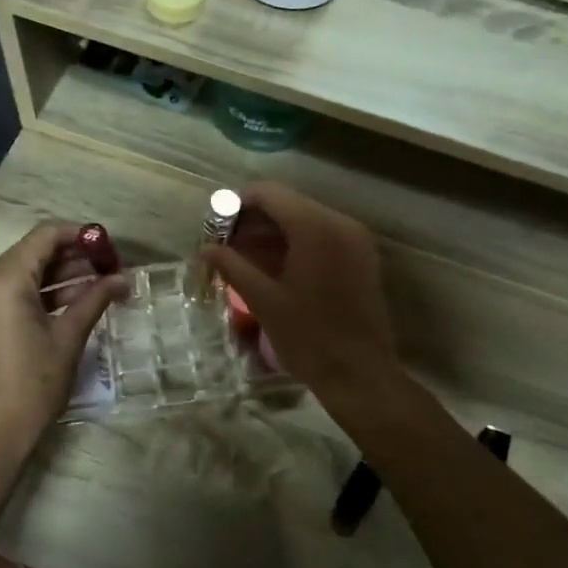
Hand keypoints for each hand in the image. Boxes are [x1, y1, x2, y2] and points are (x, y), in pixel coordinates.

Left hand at [0, 222, 126, 460]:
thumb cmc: (33, 383)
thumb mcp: (69, 337)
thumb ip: (95, 299)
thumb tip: (124, 279)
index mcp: (3, 279)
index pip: (45, 236)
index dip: (81, 235)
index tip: (110, 247)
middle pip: (34, 252)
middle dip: (74, 257)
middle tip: (111, 268)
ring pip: (25, 272)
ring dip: (61, 276)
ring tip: (100, 285)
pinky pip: (13, 292)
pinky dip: (42, 293)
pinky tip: (75, 302)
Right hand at [203, 183, 399, 400]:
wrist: (360, 374)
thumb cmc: (308, 337)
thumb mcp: (264, 301)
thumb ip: (233, 266)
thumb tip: (206, 248)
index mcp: (315, 228)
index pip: (269, 194)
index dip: (238, 204)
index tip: (216, 226)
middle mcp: (339, 223)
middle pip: (288, 204)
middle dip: (254, 220)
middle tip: (225, 245)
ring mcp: (355, 239)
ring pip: (304, 219)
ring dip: (273, 233)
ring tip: (243, 258)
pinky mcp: (361, 256)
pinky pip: (322, 236)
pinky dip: (295, 243)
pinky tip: (272, 266)